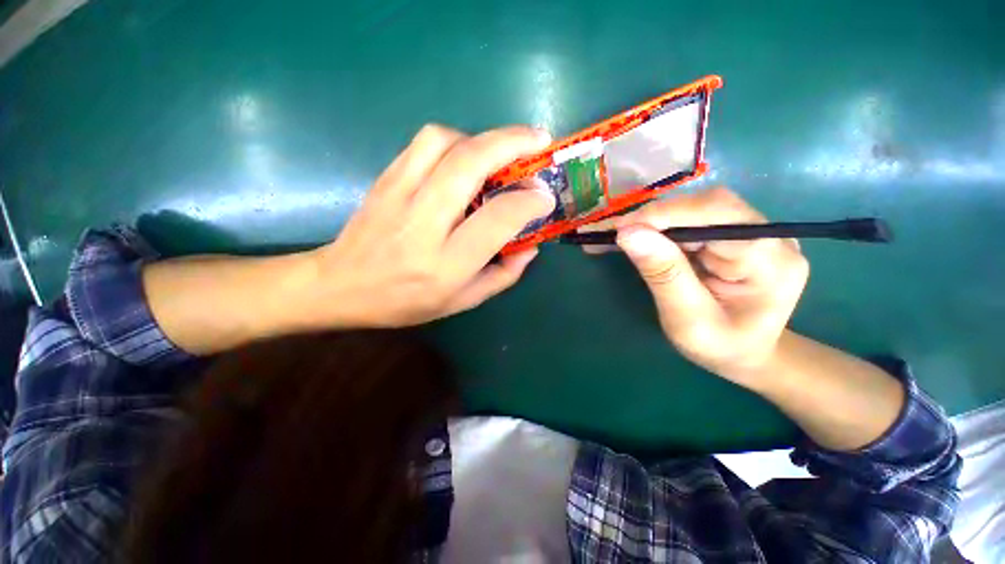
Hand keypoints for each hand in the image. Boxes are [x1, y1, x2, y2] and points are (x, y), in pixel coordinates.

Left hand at [305, 124, 555, 327]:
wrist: (340, 285)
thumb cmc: (407, 301)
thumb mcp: (463, 301)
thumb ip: (503, 275)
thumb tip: (530, 246)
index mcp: (446, 263)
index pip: (497, 218)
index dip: (528, 202)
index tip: (545, 197)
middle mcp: (423, 223)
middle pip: (470, 163)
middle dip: (512, 143)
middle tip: (538, 140)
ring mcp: (399, 194)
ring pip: (445, 141)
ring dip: (481, 139)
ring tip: (498, 153)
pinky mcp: (386, 178)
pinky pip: (425, 143)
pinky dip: (455, 141)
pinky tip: (464, 158)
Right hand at [614, 187, 808, 383]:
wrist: (745, 355)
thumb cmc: (721, 348)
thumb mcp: (688, 320)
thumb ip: (663, 275)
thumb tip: (628, 233)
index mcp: (770, 259)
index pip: (717, 214)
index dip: (665, 215)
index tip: (620, 229)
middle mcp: (766, 235)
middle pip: (703, 206)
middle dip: (651, 218)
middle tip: (607, 234)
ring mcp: (749, 232)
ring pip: (691, 211)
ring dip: (647, 223)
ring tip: (611, 237)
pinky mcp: (728, 236)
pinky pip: (687, 223)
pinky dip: (653, 230)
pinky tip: (630, 237)